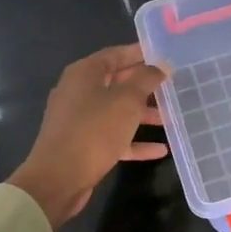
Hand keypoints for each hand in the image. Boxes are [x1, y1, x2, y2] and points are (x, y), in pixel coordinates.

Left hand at [9, 44, 169, 226]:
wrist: (58, 178)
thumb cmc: (94, 130)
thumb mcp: (127, 101)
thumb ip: (146, 80)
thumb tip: (161, 65)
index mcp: (84, 74)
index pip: (115, 54)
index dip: (139, 53)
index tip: (163, 56)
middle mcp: (79, 92)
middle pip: (116, 82)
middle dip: (144, 86)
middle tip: (171, 86)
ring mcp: (79, 120)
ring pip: (116, 111)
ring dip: (142, 114)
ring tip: (170, 118)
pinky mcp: (83, 145)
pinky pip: (114, 137)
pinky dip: (134, 141)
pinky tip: (160, 150)